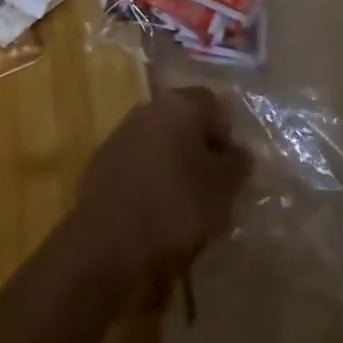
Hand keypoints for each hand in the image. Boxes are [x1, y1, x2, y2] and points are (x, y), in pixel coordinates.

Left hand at [71, 86, 251, 289]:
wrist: (107, 239)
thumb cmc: (175, 206)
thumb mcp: (222, 190)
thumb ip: (237, 165)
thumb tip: (239, 152)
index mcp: (180, 104)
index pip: (213, 103)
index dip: (226, 134)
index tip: (230, 169)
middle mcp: (150, 107)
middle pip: (184, 119)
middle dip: (199, 148)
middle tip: (211, 187)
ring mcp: (122, 132)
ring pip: (160, 140)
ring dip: (174, 163)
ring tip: (184, 204)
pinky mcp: (103, 160)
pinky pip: (138, 161)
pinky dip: (150, 178)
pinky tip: (154, 210)